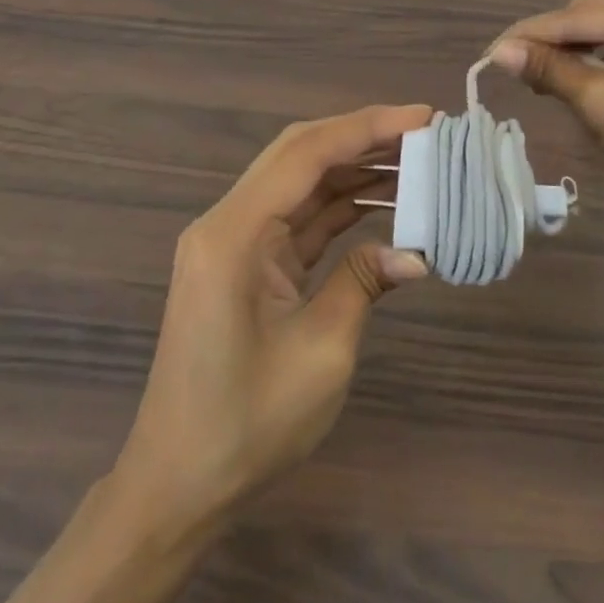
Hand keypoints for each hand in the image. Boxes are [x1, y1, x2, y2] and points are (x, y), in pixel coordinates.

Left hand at [112, 105, 433, 528]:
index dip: (366, 127)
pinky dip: (341, 205)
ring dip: (355, 168)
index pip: (306, 155)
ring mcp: (234, 241)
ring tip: (417, 159)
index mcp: (233, 234)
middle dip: (362, 137)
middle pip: (300, 154)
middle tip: (425, 132)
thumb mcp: (321, 352)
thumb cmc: (247, 424)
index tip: (423, 117)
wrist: (178, 485)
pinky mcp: (246, 263)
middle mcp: (227, 222)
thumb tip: (415, 251)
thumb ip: (364, 282)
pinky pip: (299, 217)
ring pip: (301, 182)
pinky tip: (385, 199)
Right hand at [490, 0, 603, 236]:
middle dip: (555, 44)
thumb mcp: (601, 103)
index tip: (489, 53)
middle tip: (516, 72)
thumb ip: (549, 70)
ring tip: (543, 83)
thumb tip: (499, 52)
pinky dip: (601, 64)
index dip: (531, 34)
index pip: (580, 15)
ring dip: (575, 55)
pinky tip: (580, 83)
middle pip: (594, 17)